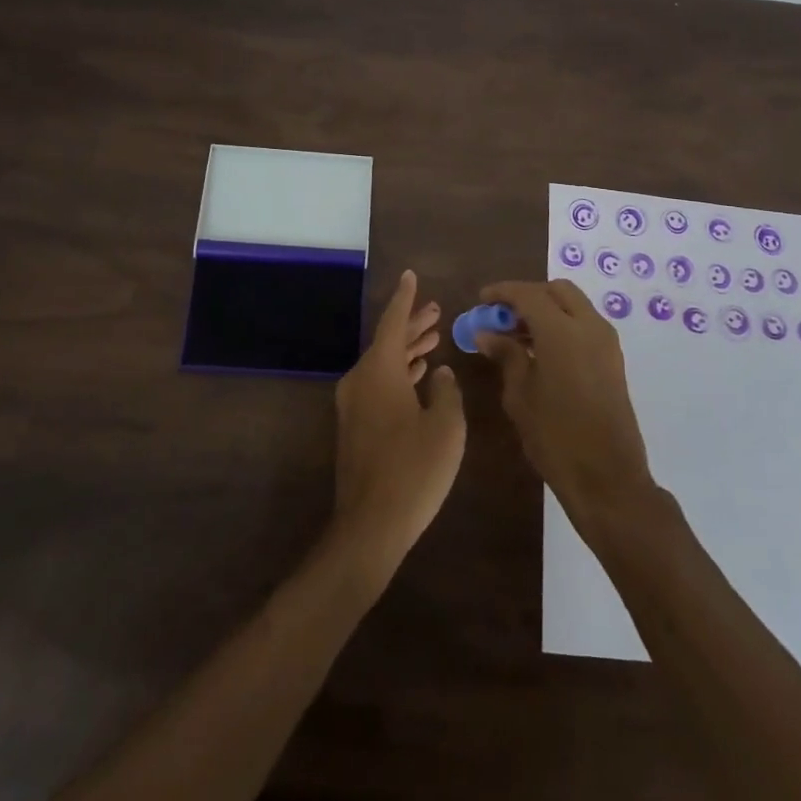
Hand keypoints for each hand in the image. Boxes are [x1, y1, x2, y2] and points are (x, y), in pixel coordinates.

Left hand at [331, 270, 466, 578]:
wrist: (370, 525)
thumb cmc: (414, 470)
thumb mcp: (446, 428)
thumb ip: (446, 392)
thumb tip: (439, 374)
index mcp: (380, 371)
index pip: (393, 322)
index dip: (405, 298)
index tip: (410, 275)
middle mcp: (361, 379)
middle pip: (388, 342)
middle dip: (412, 325)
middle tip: (435, 310)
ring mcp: (354, 404)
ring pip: (383, 364)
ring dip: (407, 350)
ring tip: (432, 337)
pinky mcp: (355, 426)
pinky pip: (378, 384)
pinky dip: (399, 373)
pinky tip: (418, 376)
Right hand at [475, 279, 653, 520]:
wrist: (608, 479)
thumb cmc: (555, 437)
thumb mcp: (520, 395)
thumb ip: (506, 356)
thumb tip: (487, 333)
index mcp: (562, 332)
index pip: (528, 294)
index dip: (503, 292)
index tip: (482, 300)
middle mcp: (589, 327)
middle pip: (557, 290)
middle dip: (528, 295)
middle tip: (503, 315)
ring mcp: (606, 342)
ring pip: (574, 305)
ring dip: (547, 309)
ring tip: (517, 335)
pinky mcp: (614, 360)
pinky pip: (585, 325)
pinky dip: (562, 324)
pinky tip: (541, 350)